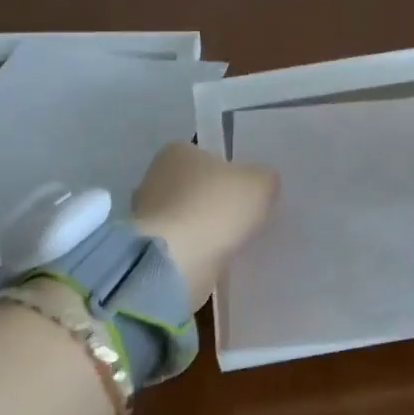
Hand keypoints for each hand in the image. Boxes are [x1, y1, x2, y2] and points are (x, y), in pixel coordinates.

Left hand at [131, 143, 279, 307]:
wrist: (175, 262)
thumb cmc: (214, 208)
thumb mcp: (259, 184)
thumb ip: (264, 179)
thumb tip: (262, 184)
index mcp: (176, 152)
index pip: (207, 156)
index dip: (230, 173)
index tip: (248, 192)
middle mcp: (155, 178)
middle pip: (197, 188)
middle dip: (216, 203)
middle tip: (245, 218)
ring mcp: (148, 217)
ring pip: (189, 219)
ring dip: (207, 230)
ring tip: (235, 243)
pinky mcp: (149, 250)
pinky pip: (182, 246)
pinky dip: (198, 252)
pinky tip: (217, 261)